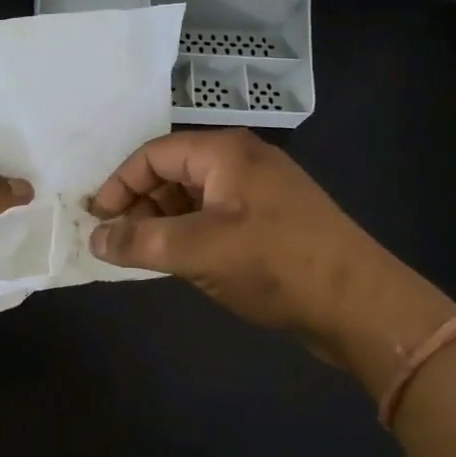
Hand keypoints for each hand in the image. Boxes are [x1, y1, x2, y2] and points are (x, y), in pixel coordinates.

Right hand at [87, 129, 454, 386]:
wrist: (361, 304)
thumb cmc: (273, 264)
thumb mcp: (197, 251)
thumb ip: (139, 242)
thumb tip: (94, 239)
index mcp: (224, 152)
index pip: (153, 155)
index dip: (119, 185)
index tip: (95, 220)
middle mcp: (242, 160)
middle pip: (174, 171)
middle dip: (141, 204)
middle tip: (119, 241)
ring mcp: (262, 190)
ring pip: (196, 195)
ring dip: (165, 220)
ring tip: (146, 254)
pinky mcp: (274, 219)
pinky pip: (218, 215)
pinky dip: (192, 232)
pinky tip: (182, 260)